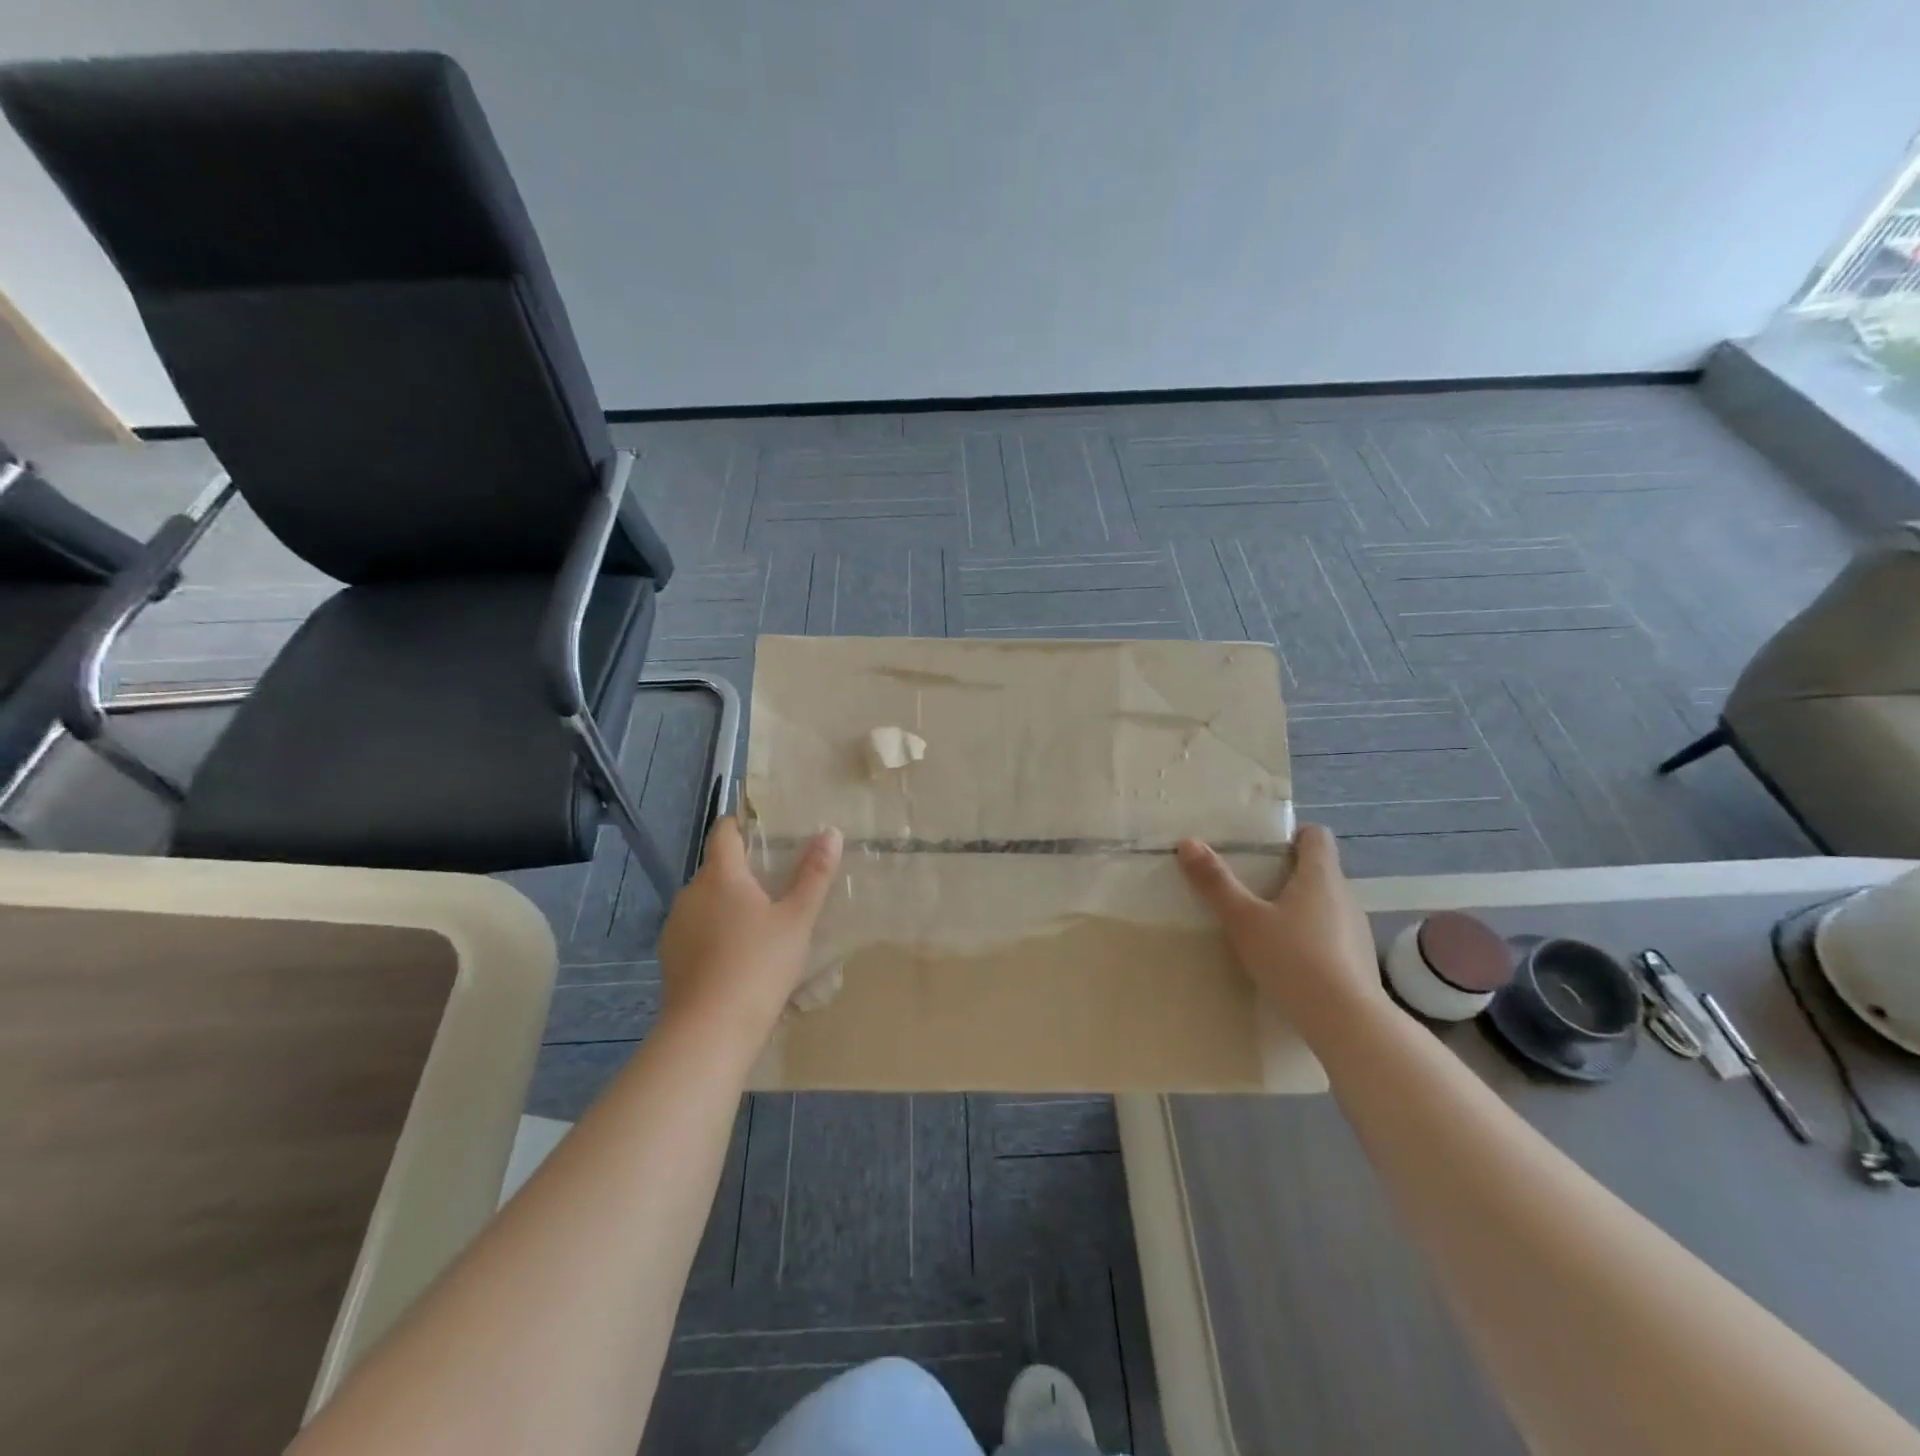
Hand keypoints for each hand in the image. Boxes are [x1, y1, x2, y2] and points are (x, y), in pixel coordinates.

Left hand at [657, 816, 842, 1036]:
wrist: (710, 1030)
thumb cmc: (759, 964)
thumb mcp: (798, 919)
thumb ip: (814, 875)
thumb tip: (831, 833)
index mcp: (721, 875)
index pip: (724, 832)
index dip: (741, 825)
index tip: (765, 830)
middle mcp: (691, 893)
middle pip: (717, 869)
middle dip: (743, 871)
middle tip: (778, 884)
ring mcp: (675, 927)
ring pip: (705, 902)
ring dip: (728, 905)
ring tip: (761, 924)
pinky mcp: (670, 958)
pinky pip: (696, 931)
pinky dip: (715, 933)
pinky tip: (738, 957)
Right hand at [1176, 823, 1391, 1042]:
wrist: (1347, 1024)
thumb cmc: (1293, 959)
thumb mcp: (1243, 919)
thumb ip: (1216, 882)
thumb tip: (1188, 842)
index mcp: (1320, 876)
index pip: (1316, 836)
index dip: (1292, 835)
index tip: (1264, 848)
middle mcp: (1345, 896)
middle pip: (1319, 870)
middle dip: (1287, 873)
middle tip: (1251, 886)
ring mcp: (1356, 930)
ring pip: (1325, 904)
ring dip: (1300, 907)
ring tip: (1265, 925)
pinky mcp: (1359, 962)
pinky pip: (1332, 935)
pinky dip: (1311, 938)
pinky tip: (1288, 960)